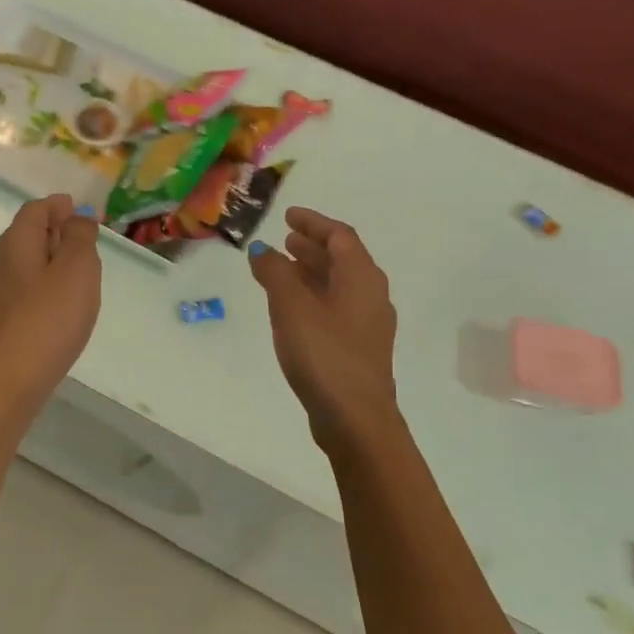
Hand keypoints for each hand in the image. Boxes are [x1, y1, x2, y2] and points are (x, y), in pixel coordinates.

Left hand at [0, 194, 101, 403]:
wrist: (13, 375)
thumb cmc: (50, 315)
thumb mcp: (77, 267)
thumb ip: (80, 238)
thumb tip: (78, 217)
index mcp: (16, 242)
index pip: (34, 210)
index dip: (58, 206)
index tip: (81, 209)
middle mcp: (2, 263)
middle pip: (27, 235)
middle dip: (55, 231)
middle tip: (85, 237)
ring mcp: (0, 295)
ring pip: (27, 265)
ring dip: (52, 260)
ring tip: (81, 271)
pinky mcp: (4, 321)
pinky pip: (28, 291)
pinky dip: (47, 286)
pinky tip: (63, 304)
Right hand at [249, 207, 399, 449]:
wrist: (354, 417)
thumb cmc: (324, 353)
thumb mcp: (291, 306)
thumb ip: (275, 273)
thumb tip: (263, 250)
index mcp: (362, 278)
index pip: (340, 236)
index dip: (314, 223)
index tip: (288, 216)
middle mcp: (370, 295)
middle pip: (342, 260)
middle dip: (313, 247)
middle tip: (285, 240)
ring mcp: (367, 325)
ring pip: (338, 285)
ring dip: (312, 272)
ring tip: (283, 269)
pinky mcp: (357, 349)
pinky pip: (335, 307)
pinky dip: (313, 297)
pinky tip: (292, 309)